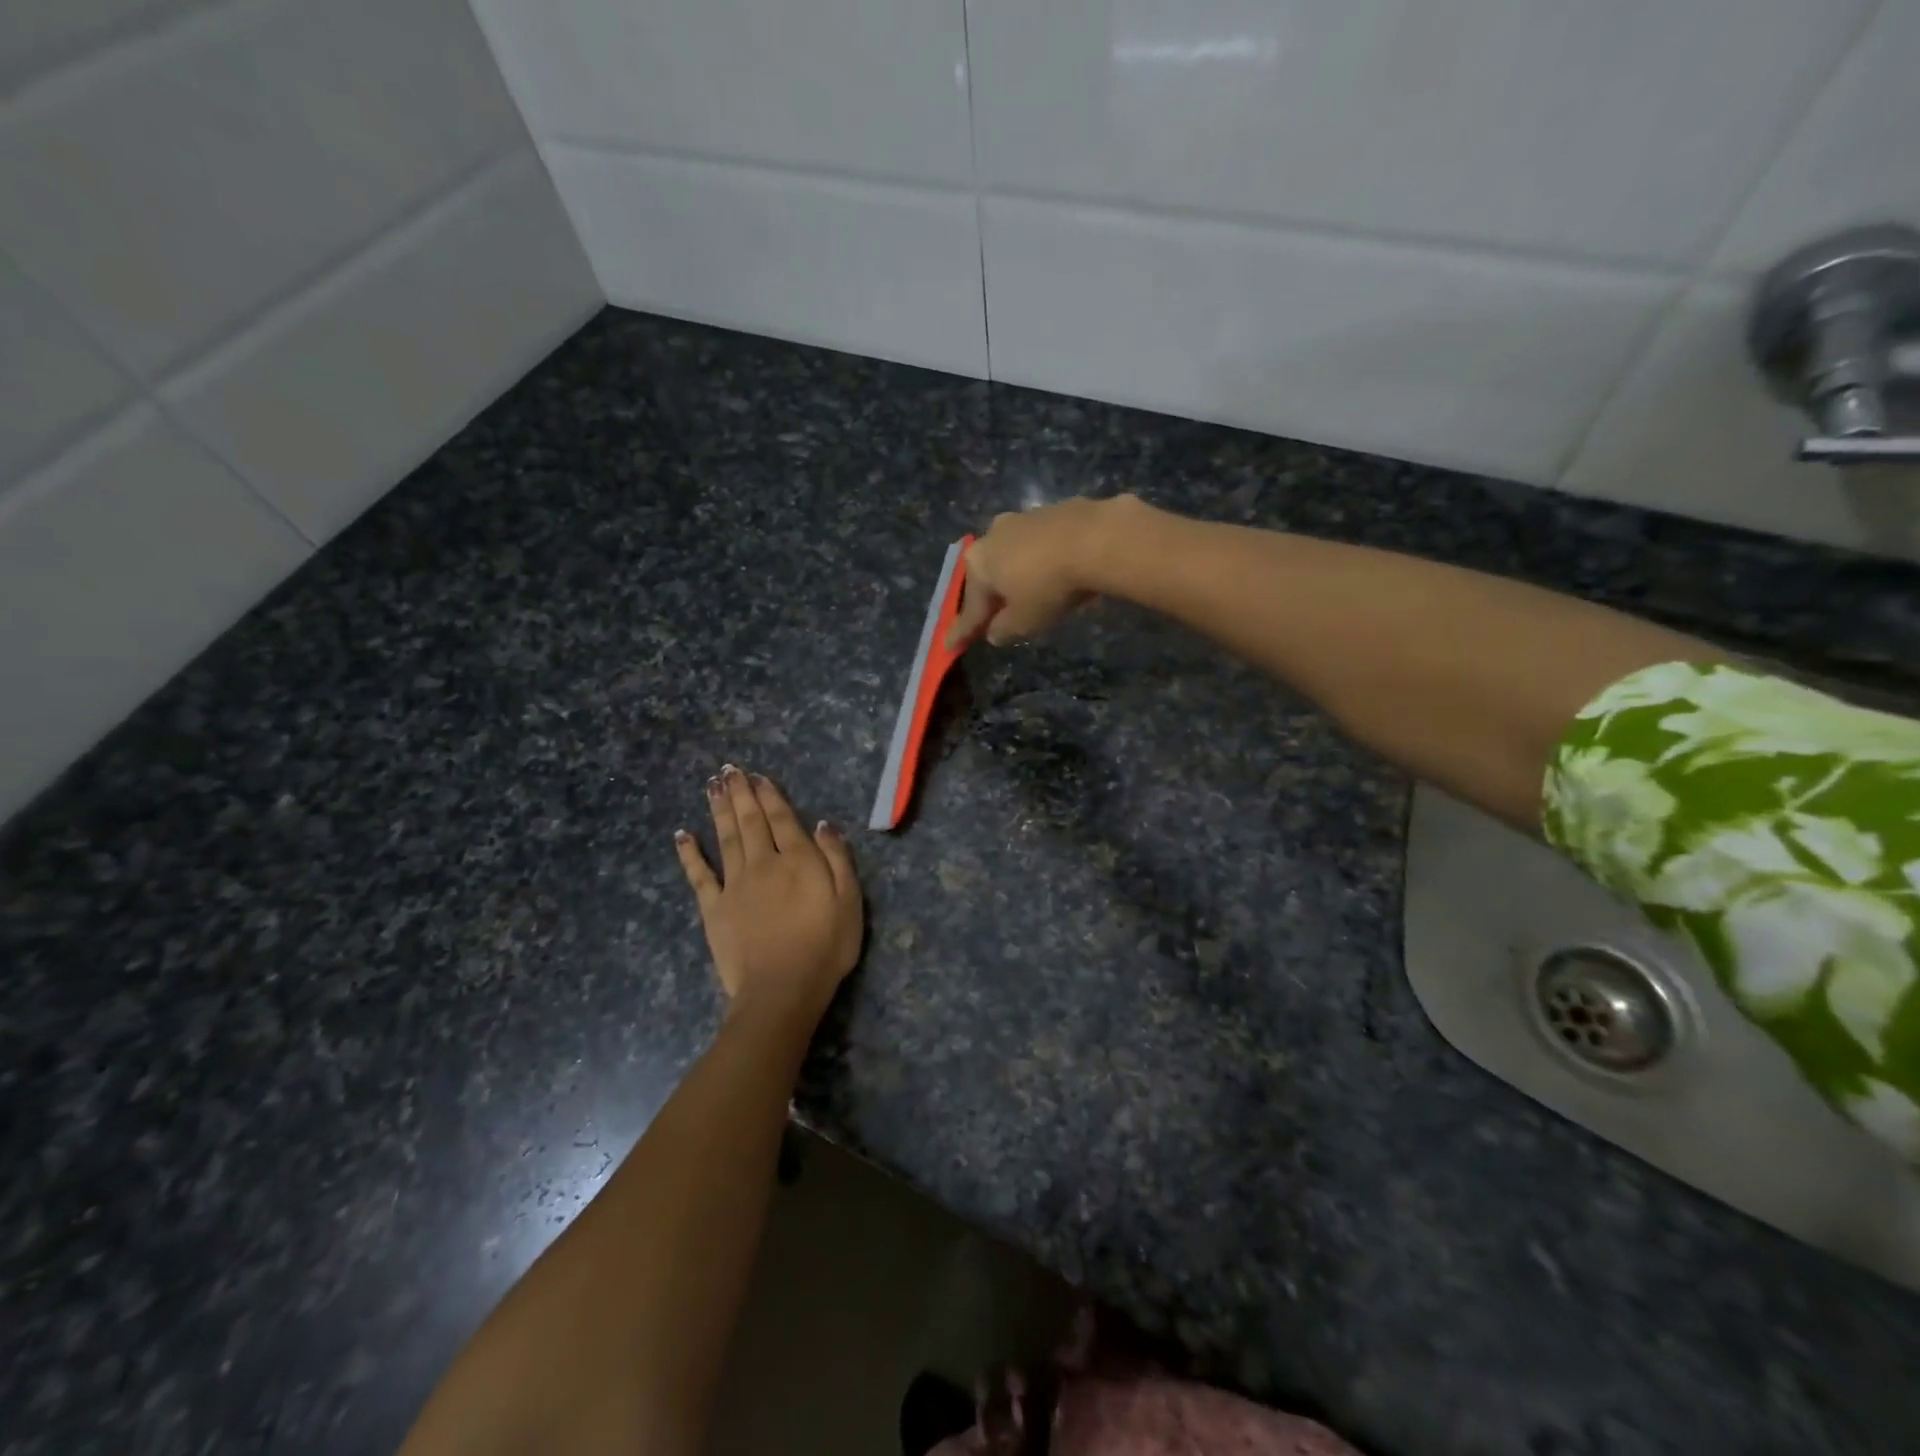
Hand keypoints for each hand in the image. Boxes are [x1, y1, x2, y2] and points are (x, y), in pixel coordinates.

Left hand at [675, 766, 862, 1026]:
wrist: (782, 989)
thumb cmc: (825, 947)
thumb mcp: (849, 901)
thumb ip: (837, 859)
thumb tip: (823, 824)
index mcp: (798, 860)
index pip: (782, 819)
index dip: (770, 796)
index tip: (758, 776)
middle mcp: (763, 863)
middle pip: (750, 821)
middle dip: (740, 793)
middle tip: (728, 770)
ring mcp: (735, 885)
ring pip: (726, 838)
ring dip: (719, 810)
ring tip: (712, 786)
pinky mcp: (714, 909)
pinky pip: (699, 875)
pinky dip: (689, 853)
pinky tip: (682, 834)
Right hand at [945, 496, 1132, 648]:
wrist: (1098, 539)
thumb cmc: (1050, 586)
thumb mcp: (1024, 622)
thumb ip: (1004, 630)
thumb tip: (994, 632)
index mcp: (979, 563)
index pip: (970, 607)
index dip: (962, 630)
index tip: (950, 645)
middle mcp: (994, 534)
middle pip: (991, 574)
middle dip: (993, 595)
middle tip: (996, 617)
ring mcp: (1026, 517)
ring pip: (1017, 555)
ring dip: (1021, 574)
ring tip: (1033, 594)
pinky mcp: (1057, 509)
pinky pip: (1045, 544)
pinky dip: (1047, 559)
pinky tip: (1060, 572)